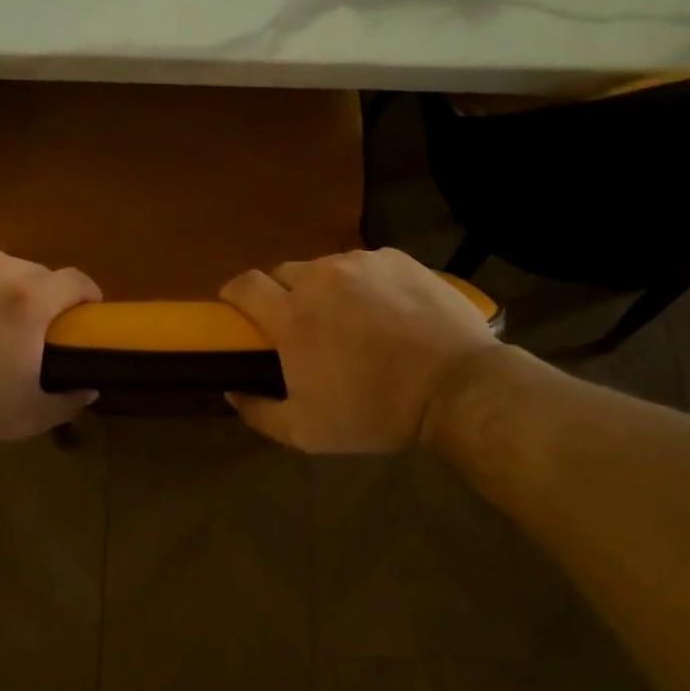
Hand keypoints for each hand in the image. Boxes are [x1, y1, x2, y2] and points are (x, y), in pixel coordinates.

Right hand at [219, 248, 497, 453]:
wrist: (456, 385)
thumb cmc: (375, 410)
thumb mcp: (307, 432)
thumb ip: (259, 412)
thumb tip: (233, 390)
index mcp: (292, 315)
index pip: (243, 284)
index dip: (234, 294)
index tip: (238, 310)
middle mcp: (320, 278)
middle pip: (283, 273)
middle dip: (283, 295)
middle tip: (302, 326)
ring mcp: (360, 263)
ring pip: (325, 268)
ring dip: (325, 289)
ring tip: (350, 319)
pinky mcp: (396, 258)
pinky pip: (364, 264)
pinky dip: (362, 283)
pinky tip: (385, 310)